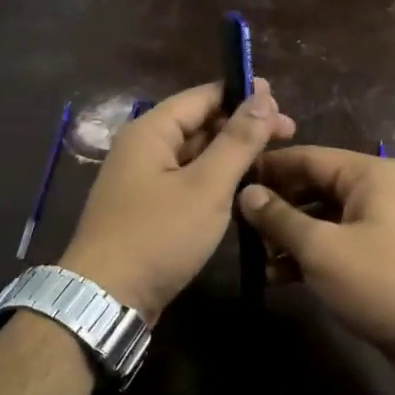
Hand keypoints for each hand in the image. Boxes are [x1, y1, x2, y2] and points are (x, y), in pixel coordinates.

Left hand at [58, 80, 295, 319]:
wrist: (106, 298)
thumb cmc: (158, 235)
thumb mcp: (206, 186)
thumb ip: (237, 141)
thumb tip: (263, 96)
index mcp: (151, 131)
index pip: (202, 96)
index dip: (243, 95)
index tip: (282, 103)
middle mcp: (143, 148)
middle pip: (198, 123)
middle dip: (242, 125)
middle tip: (288, 133)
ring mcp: (143, 180)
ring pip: (194, 154)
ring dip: (230, 153)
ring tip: (272, 159)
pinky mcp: (147, 208)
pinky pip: (186, 180)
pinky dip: (214, 178)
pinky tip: (242, 187)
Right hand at [238, 146, 394, 383]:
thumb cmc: (382, 281)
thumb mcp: (322, 249)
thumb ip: (280, 218)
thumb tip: (246, 193)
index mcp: (368, 173)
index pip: (307, 156)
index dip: (268, 168)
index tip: (230, 181)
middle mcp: (377, 189)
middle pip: (314, 186)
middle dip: (277, 207)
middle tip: (240, 227)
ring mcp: (381, 223)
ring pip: (323, 217)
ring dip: (290, 236)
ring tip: (257, 258)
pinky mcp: (381, 254)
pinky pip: (337, 242)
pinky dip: (310, 255)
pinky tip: (279, 277)